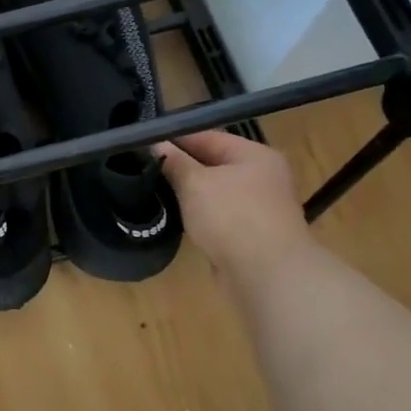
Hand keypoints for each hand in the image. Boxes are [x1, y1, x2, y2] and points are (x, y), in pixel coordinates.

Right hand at [153, 130, 310, 278]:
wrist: (267, 273)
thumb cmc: (232, 217)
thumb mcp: (195, 183)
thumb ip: (174, 162)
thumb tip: (157, 145)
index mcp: (254, 154)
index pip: (207, 136)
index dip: (175, 139)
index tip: (143, 145)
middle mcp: (262, 175)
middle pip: (213, 163)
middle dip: (181, 167)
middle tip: (144, 170)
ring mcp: (259, 206)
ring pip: (215, 191)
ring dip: (189, 193)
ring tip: (155, 193)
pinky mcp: (251, 232)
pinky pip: (219, 215)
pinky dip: (200, 215)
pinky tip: (178, 218)